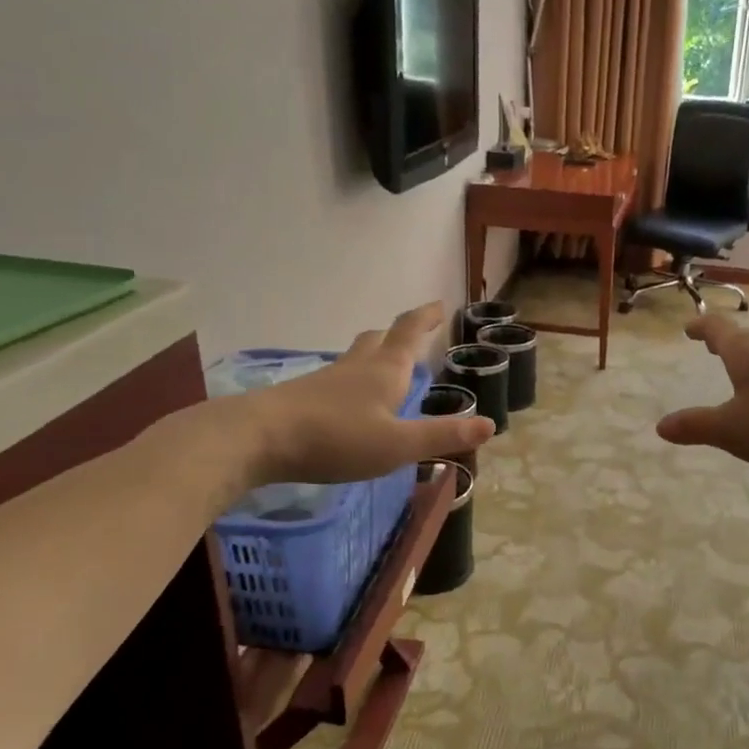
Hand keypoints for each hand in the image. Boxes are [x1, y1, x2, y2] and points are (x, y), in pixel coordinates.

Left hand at [233, 303, 493, 486]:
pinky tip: (348, 402)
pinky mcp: (303, 398)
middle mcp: (357, 368)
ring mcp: (326, 380)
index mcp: (385, 371)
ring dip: (374, 355)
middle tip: (413, 333)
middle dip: (399, 333)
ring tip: (384, 365)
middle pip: (379, 338)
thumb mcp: (398, 445)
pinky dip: (352, 381)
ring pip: (356, 357)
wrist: (257, 438)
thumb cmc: (336, 438)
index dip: (426, 317)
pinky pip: (336, 379)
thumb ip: (442, 435)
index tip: (439, 304)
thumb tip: (490, 424)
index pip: (409, 332)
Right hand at [656, 313, 748, 472]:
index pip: (717, 330)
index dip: (701, 327)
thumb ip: (696, 427)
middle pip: (744, 338)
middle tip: (710, 344)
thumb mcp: (732, 431)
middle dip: (725, 340)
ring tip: (740, 370)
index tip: (689, 327)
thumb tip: (661, 426)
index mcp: (745, 352)